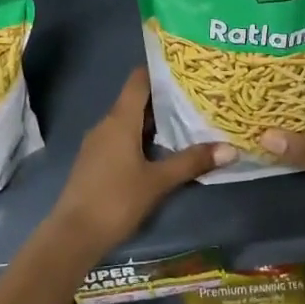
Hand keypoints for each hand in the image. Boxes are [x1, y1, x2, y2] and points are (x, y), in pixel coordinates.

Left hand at [48, 68, 234, 260]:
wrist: (74, 234)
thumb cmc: (116, 200)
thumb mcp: (158, 181)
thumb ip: (192, 162)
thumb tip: (231, 148)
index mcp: (119, 120)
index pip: (139, 80)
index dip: (160, 70)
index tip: (187, 68)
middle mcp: (106, 124)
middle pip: (136, 100)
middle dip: (165, 98)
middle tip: (197, 96)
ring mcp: (98, 143)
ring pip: (129, 121)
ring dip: (155, 121)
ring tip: (187, 121)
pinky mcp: (95, 161)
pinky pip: (121, 138)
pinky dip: (142, 138)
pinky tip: (161, 150)